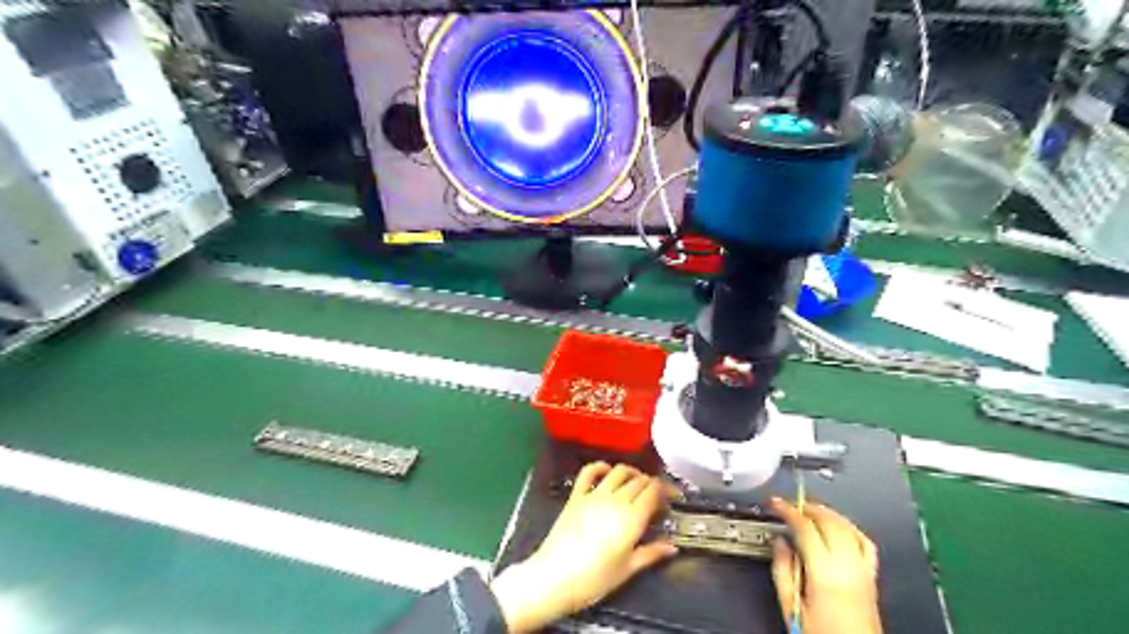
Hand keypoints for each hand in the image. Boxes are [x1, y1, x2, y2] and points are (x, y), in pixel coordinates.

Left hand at [491, 463, 672, 631]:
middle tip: (657, 496)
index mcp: (632, 517)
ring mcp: (594, 495)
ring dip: (631, 473)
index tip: (672, 498)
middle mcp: (615, 499)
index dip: (666, 490)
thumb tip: (672, 546)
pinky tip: (607, 471)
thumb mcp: (627, 570)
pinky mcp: (576, 495)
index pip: (654, 490)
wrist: (554, 577)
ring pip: (619, 471)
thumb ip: (651, 553)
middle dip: (652, 484)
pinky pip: (589, 472)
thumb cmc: (595, 579)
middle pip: (639, 480)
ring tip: (637, 483)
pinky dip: (600, 466)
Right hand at [768, 499, 881, 633]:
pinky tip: (839, 525)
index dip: (788, 510)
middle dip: (806, 507)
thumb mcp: (790, 606)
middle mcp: (847, 567)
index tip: (775, 503)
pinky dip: (849, 527)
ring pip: (847, 527)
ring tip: (809, 509)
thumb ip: (782, 570)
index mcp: (824, 573)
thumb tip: (779, 543)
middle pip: (828, 521)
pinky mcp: (871, 577)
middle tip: (789, 505)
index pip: (805, 527)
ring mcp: (863, 571)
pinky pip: (864, 541)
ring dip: (826, 513)